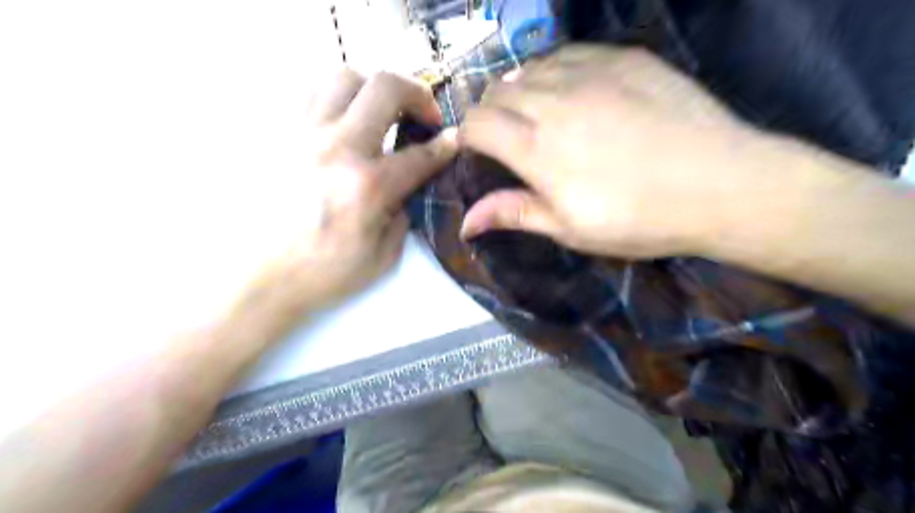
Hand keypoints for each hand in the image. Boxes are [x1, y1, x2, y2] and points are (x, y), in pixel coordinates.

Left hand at [247, 70, 456, 319]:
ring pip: (343, 77)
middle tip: (423, 115)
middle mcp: (337, 148)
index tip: (454, 140)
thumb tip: (406, 188)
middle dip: (417, 94)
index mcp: (369, 186)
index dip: (446, 145)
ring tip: (379, 113)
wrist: (257, 280)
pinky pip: (308, 93)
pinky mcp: (274, 134)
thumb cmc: (323, 274)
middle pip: (385, 87)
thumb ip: (403, 215)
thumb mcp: (383, 257)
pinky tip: (341, 122)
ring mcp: (300, 134)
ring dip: (373, 90)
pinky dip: (335, 99)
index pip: (421, 154)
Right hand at [462, 43, 782, 257]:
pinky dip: (552, 72)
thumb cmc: (639, 219)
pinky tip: (568, 92)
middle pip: (496, 91)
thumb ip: (515, 213)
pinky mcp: (623, 57)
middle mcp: (554, 102)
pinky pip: (566, 53)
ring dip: (518, 91)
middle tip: (506, 139)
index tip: (477, 151)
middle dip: (489, 114)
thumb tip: (465, 222)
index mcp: (537, 149)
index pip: (477, 123)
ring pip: (527, 69)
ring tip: (535, 115)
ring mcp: (590, 73)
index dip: (468, 136)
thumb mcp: (571, 229)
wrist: (723, 185)